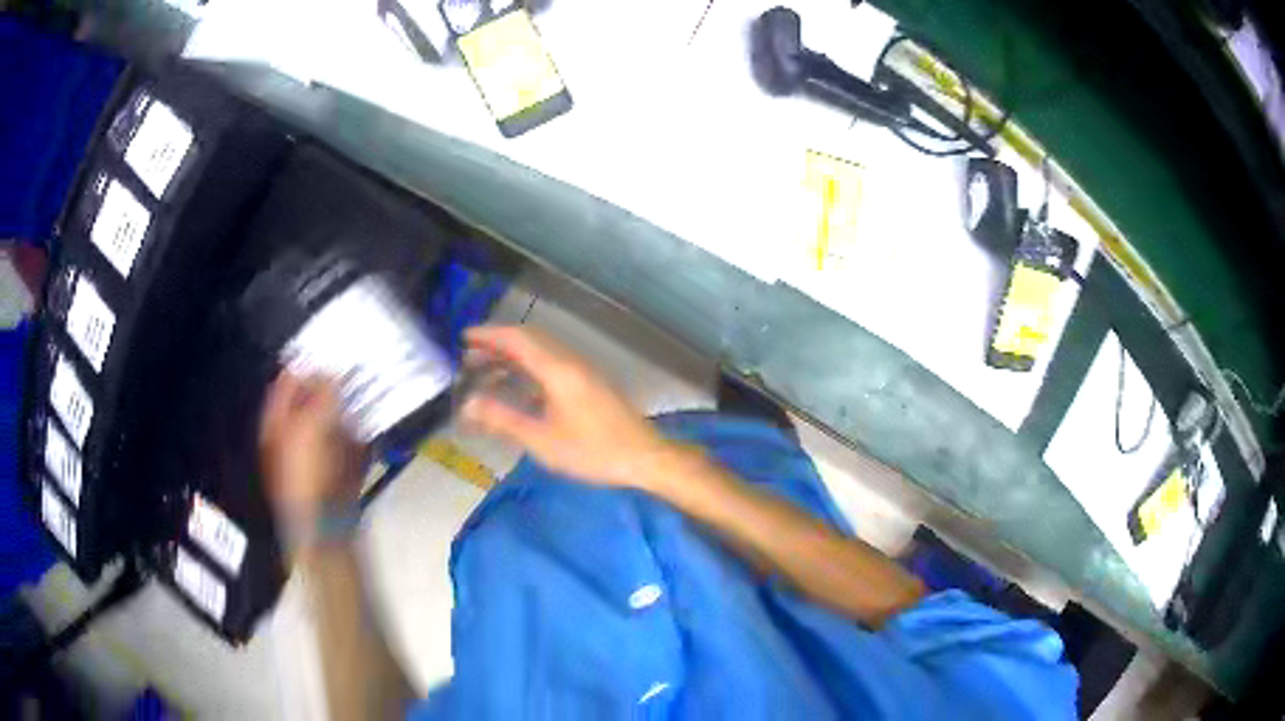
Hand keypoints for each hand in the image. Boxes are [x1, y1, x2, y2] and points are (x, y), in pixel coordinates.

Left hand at [259, 372, 364, 525]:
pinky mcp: (335, 473)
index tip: (330, 350)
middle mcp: (292, 437)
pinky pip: (347, 446)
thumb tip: (330, 372)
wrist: (325, 529)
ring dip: (348, 409)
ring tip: (366, 393)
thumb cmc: (309, 476)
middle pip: (310, 401)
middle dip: (331, 386)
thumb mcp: (310, 427)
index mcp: (276, 423)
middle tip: (352, 370)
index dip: (305, 365)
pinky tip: (371, 427)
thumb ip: (320, 395)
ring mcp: (315, 456)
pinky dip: (358, 435)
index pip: (286, 382)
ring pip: (331, 422)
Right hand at [460, 325, 672, 487]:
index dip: (489, 335)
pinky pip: (553, 363)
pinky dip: (529, 367)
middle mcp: (571, 361)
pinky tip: (519, 388)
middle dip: (497, 344)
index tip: (463, 337)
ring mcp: (583, 370)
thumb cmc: (593, 451)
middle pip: (530, 339)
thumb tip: (468, 404)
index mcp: (558, 370)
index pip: (517, 339)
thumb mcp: (543, 441)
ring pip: (542, 351)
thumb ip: (504, 420)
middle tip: (469, 357)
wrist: (645, 458)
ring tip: (487, 371)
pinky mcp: (590, 382)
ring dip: (514, 355)